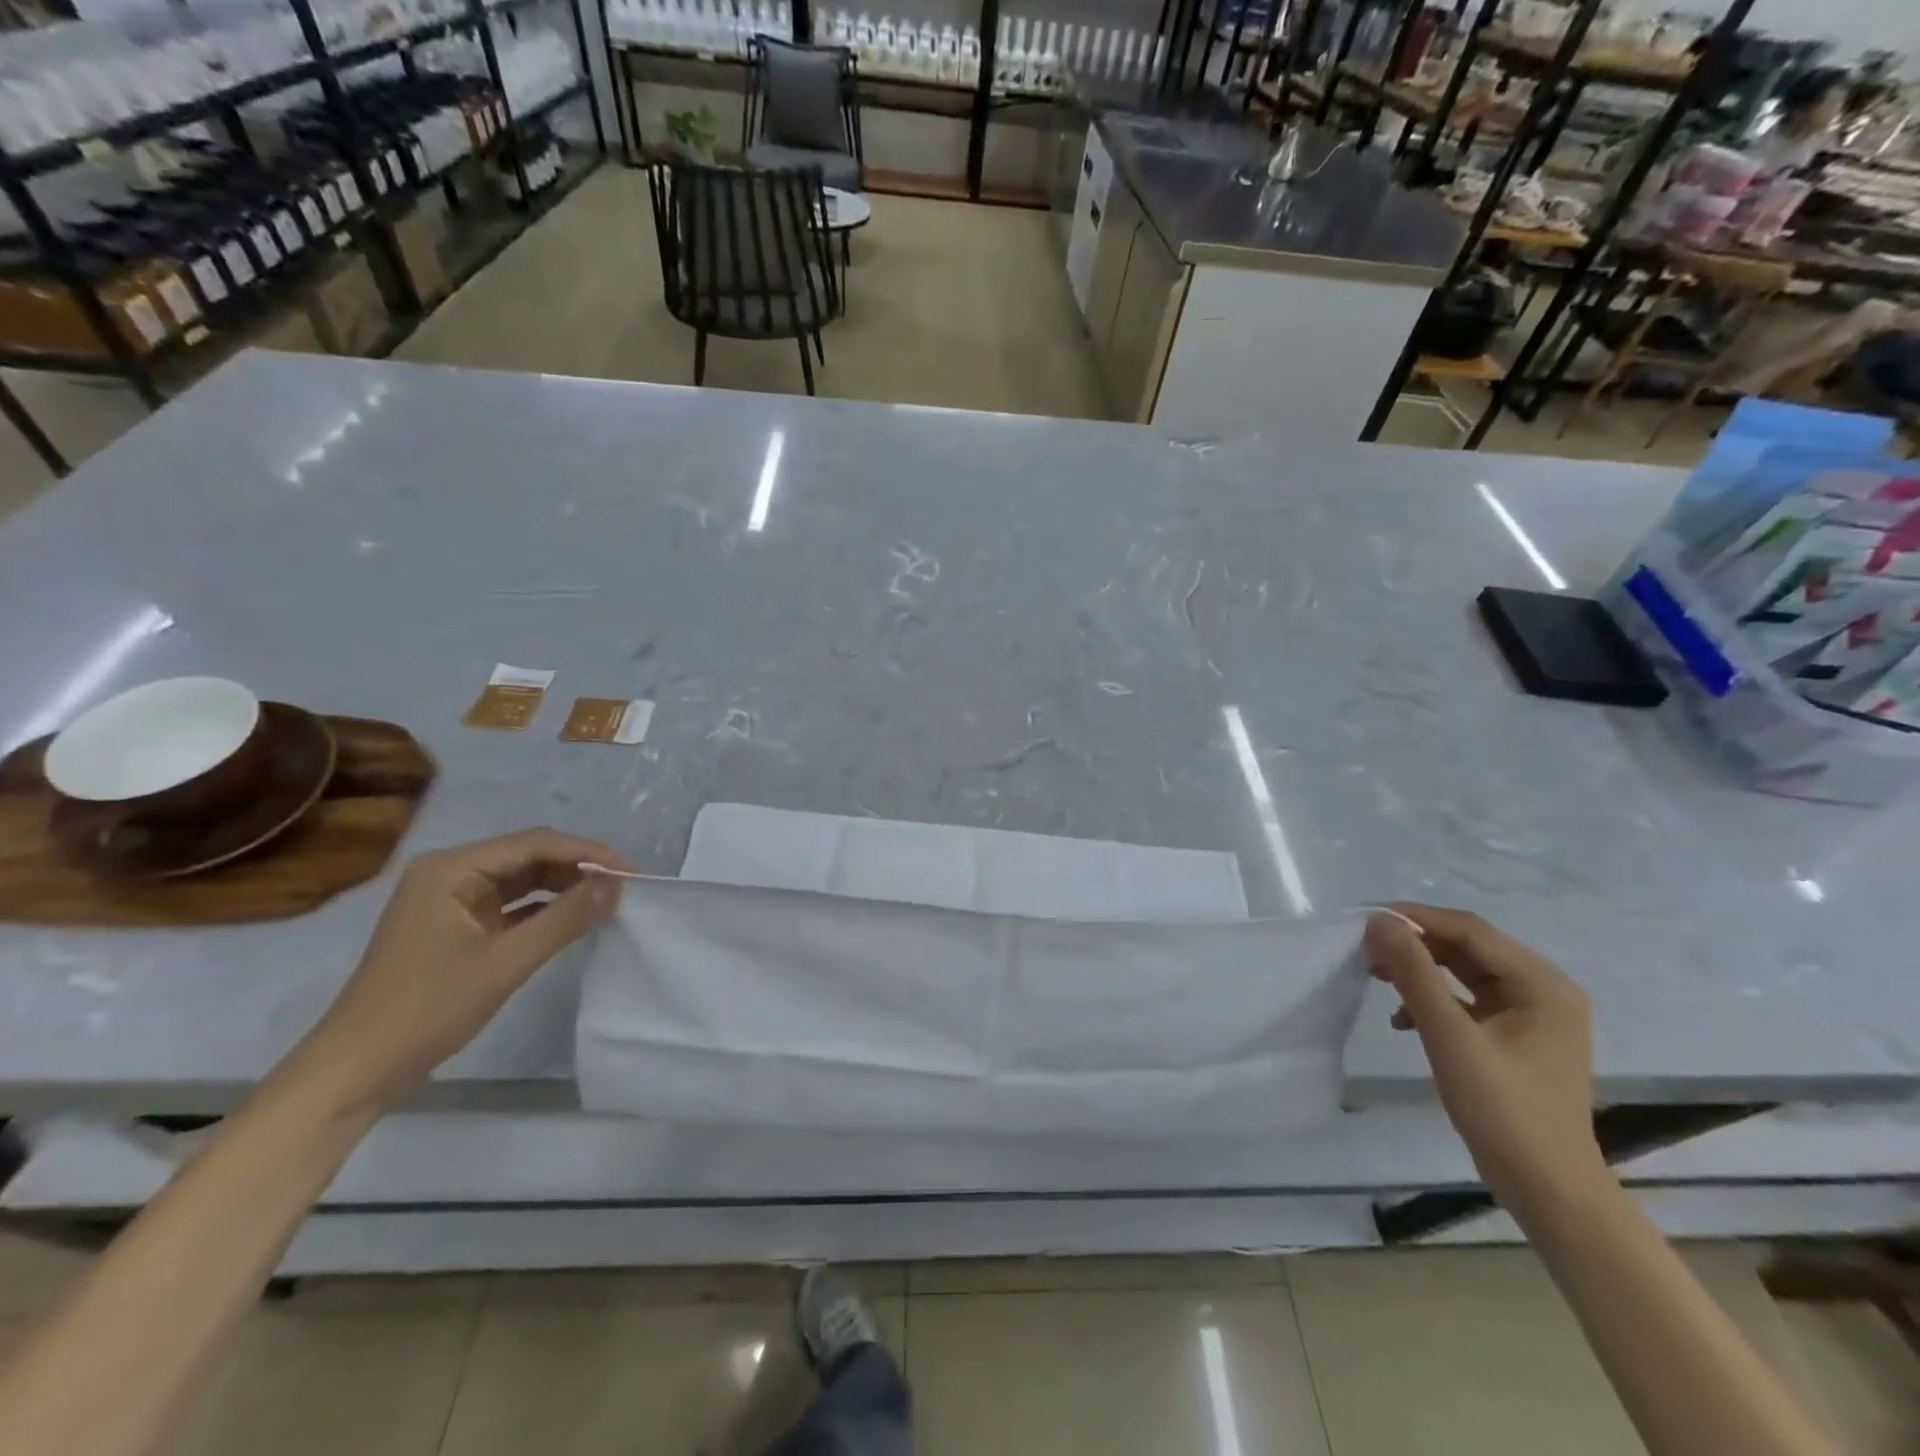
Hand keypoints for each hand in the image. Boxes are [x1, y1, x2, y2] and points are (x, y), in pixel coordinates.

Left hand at [296, 829, 634, 1111]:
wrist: (357, 1070)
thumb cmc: (427, 1009)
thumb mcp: (505, 963)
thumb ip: (564, 918)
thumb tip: (616, 885)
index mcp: (451, 869)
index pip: (534, 844)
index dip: (587, 853)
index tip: (631, 871)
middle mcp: (450, 874)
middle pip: (528, 856)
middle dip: (578, 867)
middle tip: (625, 886)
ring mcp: (451, 900)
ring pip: (522, 879)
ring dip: (564, 886)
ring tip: (608, 899)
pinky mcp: (456, 926)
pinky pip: (511, 905)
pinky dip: (544, 909)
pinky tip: (575, 918)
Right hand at [1364, 904, 1606, 1217]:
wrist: (1549, 1191)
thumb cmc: (1503, 1111)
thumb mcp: (1450, 1037)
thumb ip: (1415, 974)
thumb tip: (1380, 922)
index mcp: (1542, 984)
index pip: (1471, 930)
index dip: (1416, 918)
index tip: (1366, 920)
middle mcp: (1544, 990)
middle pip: (1469, 947)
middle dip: (1416, 944)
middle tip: (1366, 950)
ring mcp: (1533, 1015)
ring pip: (1465, 971)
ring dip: (1420, 970)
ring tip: (1376, 975)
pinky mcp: (1517, 1036)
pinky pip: (1469, 999)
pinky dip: (1434, 999)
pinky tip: (1402, 1018)